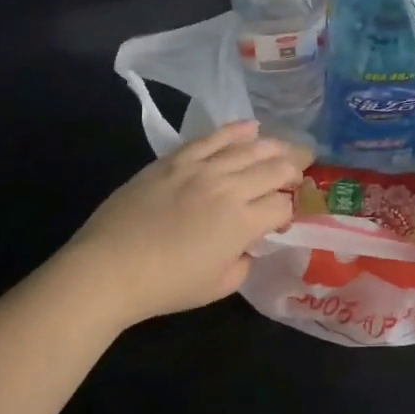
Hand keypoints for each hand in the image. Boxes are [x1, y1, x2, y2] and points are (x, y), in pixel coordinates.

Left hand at [52, 122, 305, 329]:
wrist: (109, 266)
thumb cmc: (166, 285)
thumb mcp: (218, 286)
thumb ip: (243, 262)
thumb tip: (248, 244)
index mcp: (242, 222)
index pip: (282, 206)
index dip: (291, 210)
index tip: (286, 217)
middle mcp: (228, 187)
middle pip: (273, 169)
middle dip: (294, 168)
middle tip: (305, 168)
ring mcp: (201, 168)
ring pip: (248, 148)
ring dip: (273, 146)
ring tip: (287, 147)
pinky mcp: (176, 159)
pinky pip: (212, 137)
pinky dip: (235, 130)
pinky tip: (251, 127)